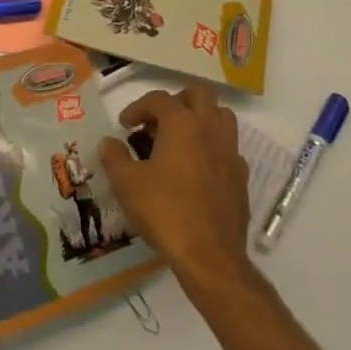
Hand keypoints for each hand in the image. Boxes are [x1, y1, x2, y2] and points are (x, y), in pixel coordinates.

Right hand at [99, 84, 253, 298]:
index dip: (137, 108)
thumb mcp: (127, 183)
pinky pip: (228, 147)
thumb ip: (114, 157)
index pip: (158, 99)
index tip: (124, 125)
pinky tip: (197, 168)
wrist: (209, 255)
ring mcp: (230, 152)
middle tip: (157, 122)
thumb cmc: (165, 211)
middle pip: (198, 95)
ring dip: (199, 118)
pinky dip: (212, 147)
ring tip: (179, 139)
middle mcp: (210, 129)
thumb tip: (109, 142)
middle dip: (176, 100)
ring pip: (220, 116)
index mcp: (182, 123)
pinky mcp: (241, 176)